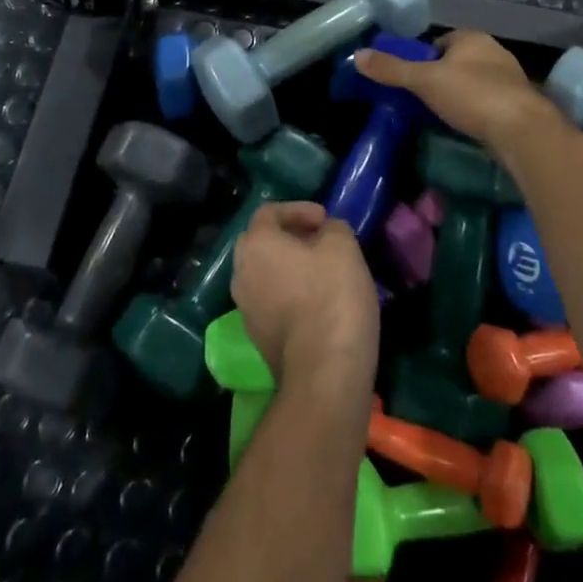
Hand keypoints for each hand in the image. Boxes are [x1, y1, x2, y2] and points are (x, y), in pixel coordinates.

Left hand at [231, 202, 378, 402]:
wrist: (324, 372)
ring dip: (290, 267)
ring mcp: (245, 309)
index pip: (269, 212)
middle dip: (290, 237)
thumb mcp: (342, 246)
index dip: (298, 209)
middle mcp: (240, 273)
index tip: (325, 220)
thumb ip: (332, 228)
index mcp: (255, 244)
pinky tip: (318, 303)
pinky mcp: (258, 338)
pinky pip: (271, 302)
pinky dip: (290, 294)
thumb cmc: (331, 296)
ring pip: (265, 274)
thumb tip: (325, 232)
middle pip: (262, 243)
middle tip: (320, 241)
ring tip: (322, 271)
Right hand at [354, 30, 550, 150]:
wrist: (522, 130)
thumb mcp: (424, 81)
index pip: (440, 41)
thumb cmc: (471, 95)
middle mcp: (494, 52)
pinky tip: (466, 126)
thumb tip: (357, 55)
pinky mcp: (519, 104)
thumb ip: (392, 69)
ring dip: (459, 95)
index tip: (410, 78)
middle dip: (440, 76)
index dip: (422, 57)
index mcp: (472, 38)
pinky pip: (489, 102)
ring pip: (474, 82)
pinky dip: (475, 111)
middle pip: (457, 61)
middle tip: (420, 98)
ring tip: (440, 114)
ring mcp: (510, 78)